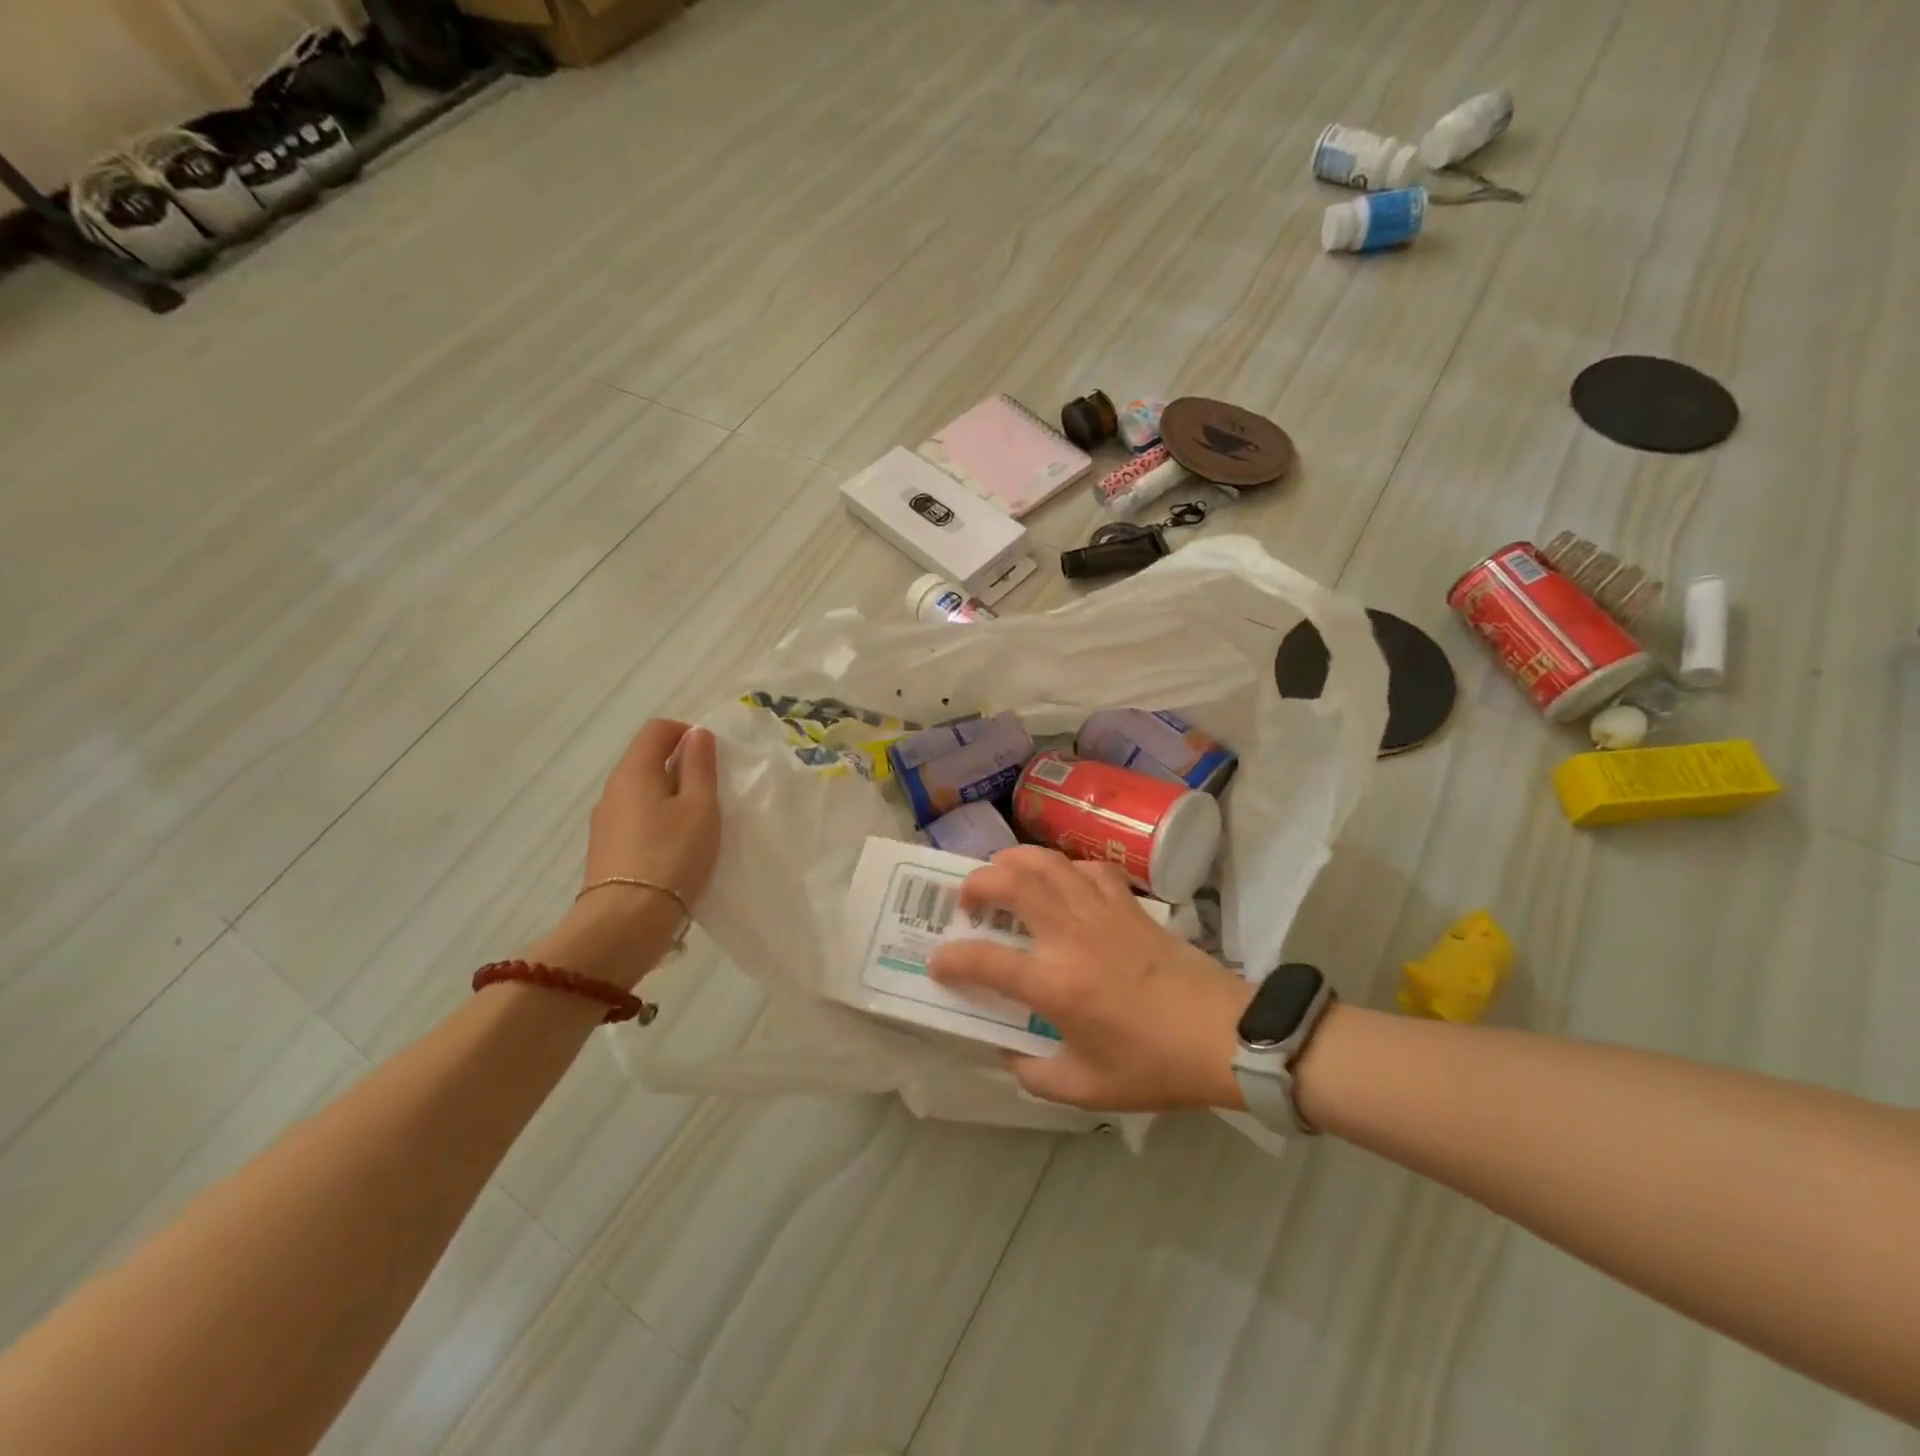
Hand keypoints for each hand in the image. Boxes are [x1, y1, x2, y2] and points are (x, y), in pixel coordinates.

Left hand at [530, 719, 720, 987]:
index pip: (657, 729)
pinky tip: (677, 848)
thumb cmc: (672, 856)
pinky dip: (659, 820)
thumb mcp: (700, 808)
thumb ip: (700, 767)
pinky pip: (636, 818)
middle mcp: (613, 790)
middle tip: (714, 793)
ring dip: (672, 796)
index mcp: (634, 771)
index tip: (714, 758)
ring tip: (699, 824)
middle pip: (648, 759)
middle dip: (682, 766)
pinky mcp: (606, 849)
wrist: (625, 923)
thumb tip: (697, 735)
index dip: (688, 733)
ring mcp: (605, 821)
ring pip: (643, 791)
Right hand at [928, 847, 1253, 1111]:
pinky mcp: (1128, 903)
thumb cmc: (1154, 1066)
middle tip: (966, 902)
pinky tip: (1060, 884)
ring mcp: (1101, 911)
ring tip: (1001, 877)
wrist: (1225, 1035)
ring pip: (1047, 862)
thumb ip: (1034, 1073)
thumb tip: (1006, 1050)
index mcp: (1055, 984)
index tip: (938, 964)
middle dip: (976, 884)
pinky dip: (1063, 867)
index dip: (952, 960)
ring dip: (1013, 861)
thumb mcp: (1086, 1089)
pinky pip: (1086, 868)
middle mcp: (1071, 935)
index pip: (984, 960)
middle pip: (1010, 883)